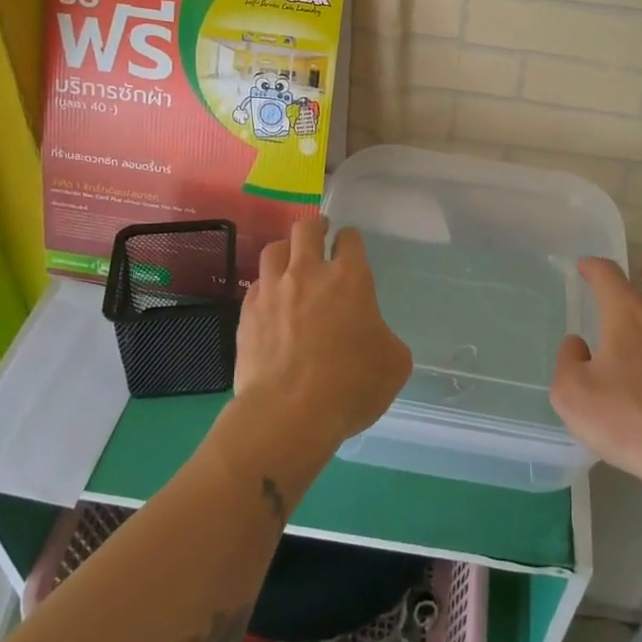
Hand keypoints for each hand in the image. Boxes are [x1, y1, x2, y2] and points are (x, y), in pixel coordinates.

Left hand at [234, 217, 412, 450]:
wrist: (288, 414)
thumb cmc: (350, 386)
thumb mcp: (394, 364)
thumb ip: (386, 338)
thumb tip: (374, 336)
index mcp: (349, 278)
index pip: (350, 239)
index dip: (351, 240)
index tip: (350, 246)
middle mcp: (308, 272)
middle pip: (306, 228)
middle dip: (315, 227)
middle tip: (320, 236)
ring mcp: (273, 290)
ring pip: (274, 249)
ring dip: (286, 252)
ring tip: (290, 263)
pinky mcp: (247, 312)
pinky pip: (256, 285)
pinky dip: (266, 287)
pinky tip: (270, 302)